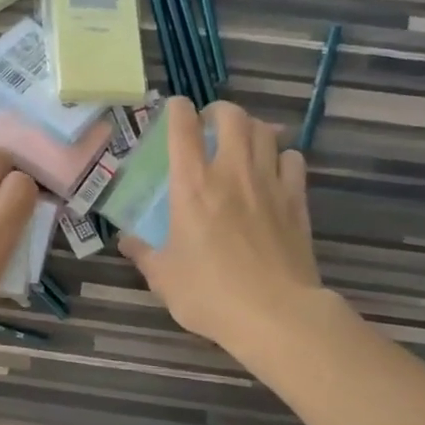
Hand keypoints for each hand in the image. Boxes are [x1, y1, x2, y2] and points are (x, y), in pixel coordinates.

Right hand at [120, 98, 324, 356]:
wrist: (275, 314)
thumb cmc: (210, 294)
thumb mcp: (163, 278)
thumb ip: (144, 253)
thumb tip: (127, 241)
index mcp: (192, 186)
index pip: (183, 129)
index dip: (177, 110)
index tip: (174, 109)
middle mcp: (231, 173)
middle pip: (232, 116)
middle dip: (219, 111)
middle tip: (210, 125)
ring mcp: (269, 184)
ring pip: (266, 132)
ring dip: (252, 129)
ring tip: (243, 142)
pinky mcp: (297, 201)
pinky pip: (293, 160)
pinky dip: (282, 156)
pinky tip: (274, 170)